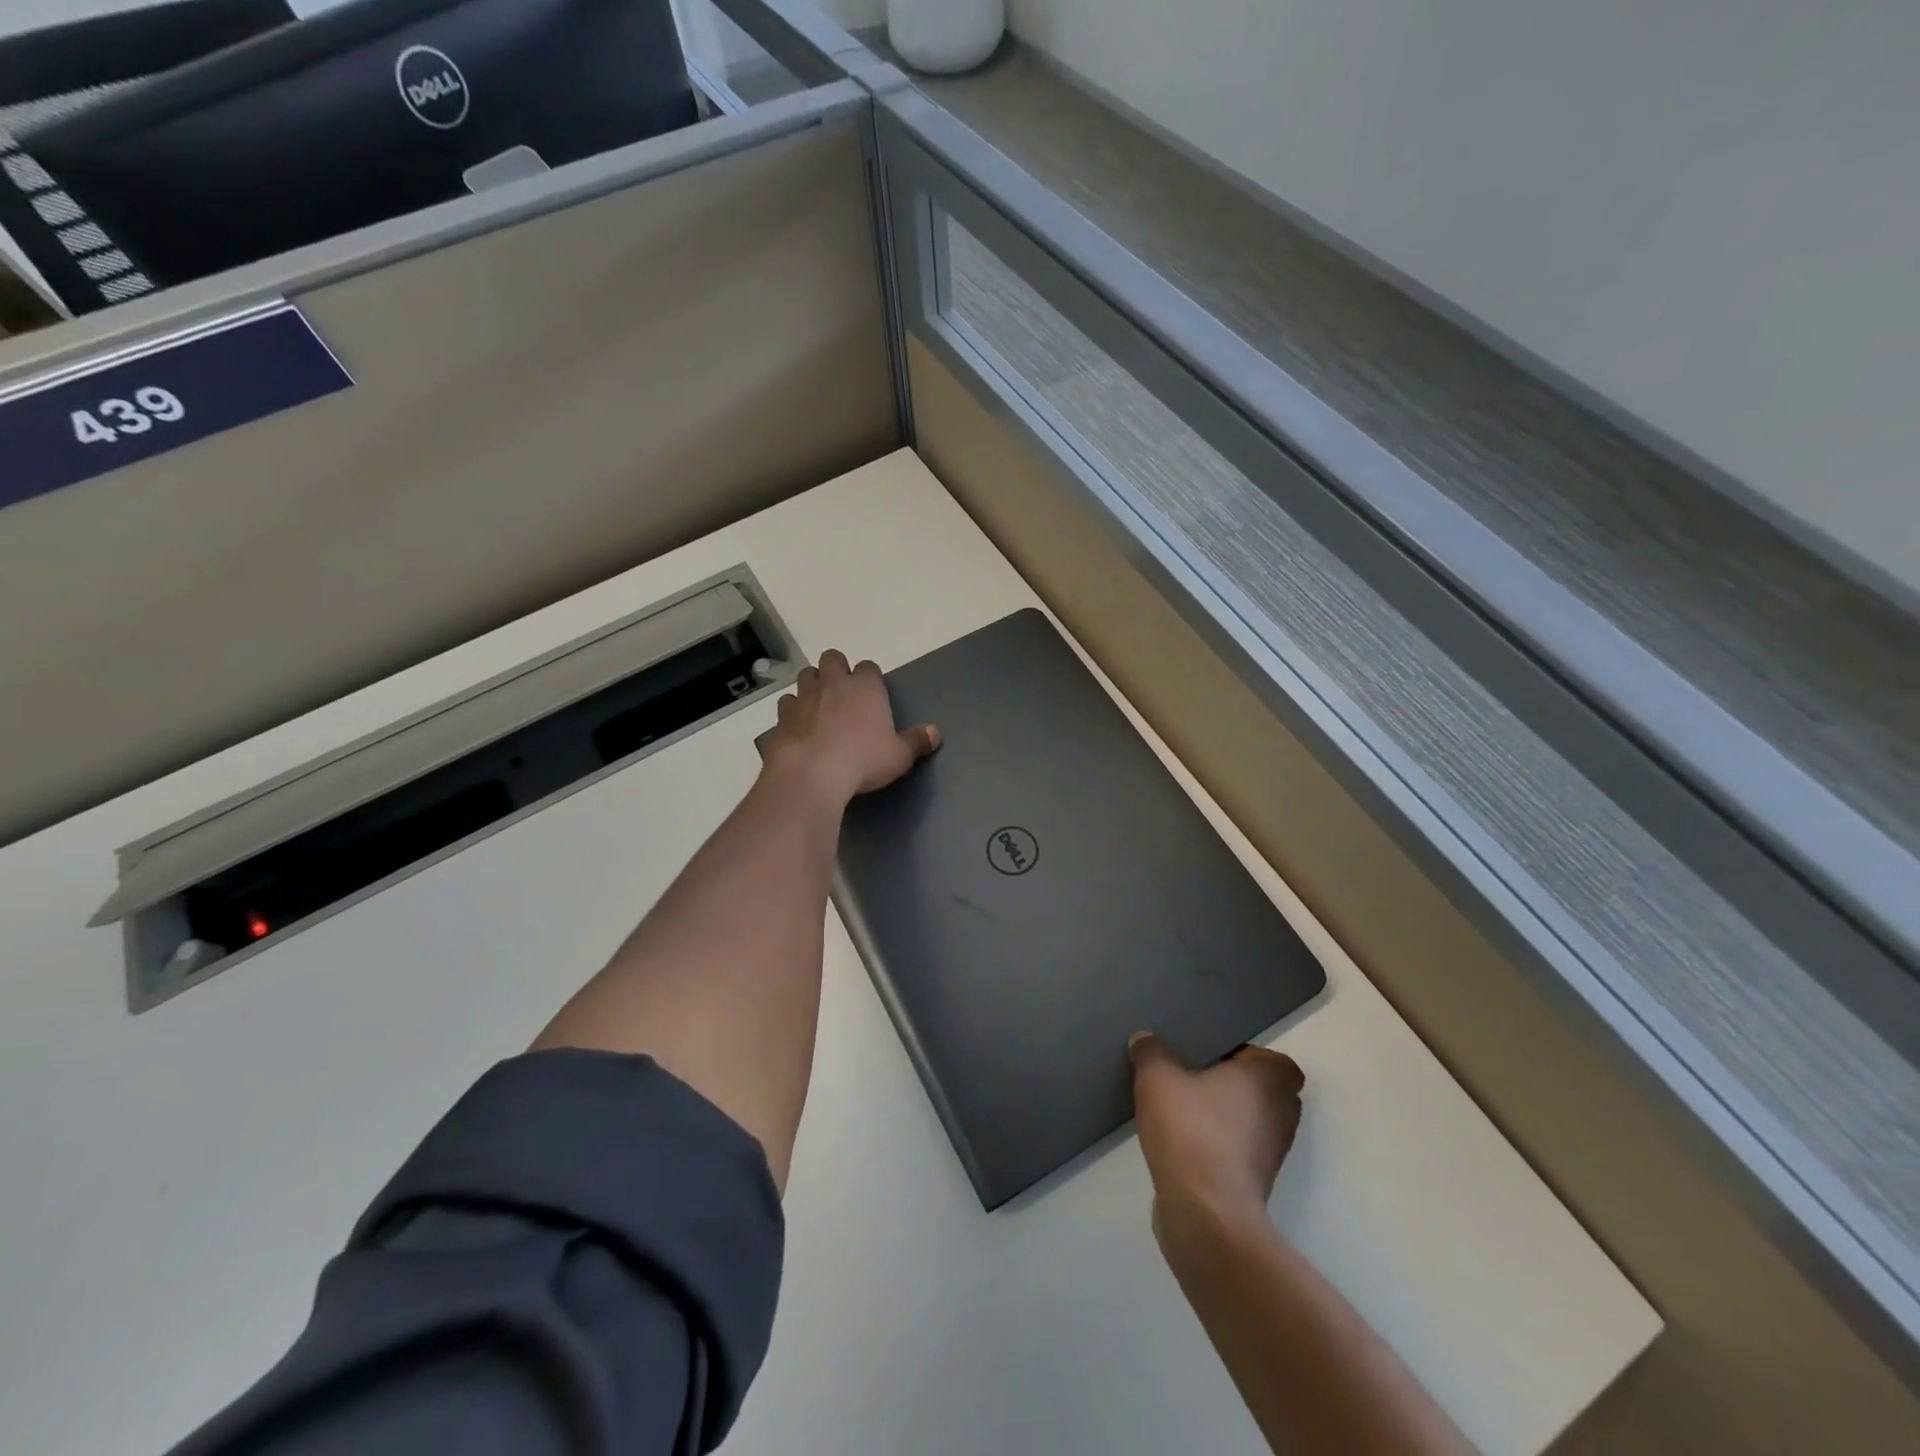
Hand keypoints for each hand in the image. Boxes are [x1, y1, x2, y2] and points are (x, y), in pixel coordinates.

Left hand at [761, 650, 940, 806]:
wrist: (813, 773)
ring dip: (812, 685)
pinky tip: (798, 727)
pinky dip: (792, 711)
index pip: (869, 667)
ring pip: (805, 676)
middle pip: (832, 659)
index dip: (870, 678)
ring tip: (819, 706)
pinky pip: (787, 704)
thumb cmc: (864, 760)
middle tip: (843, 693)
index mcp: (865, 687)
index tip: (872, 694)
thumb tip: (935, 733)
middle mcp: (833, 683)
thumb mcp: (899, 756)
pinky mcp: (782, 717)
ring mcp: (804, 697)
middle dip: (836, 669)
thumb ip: (917, 742)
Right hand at [1131, 1033, 1303, 1235]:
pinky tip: (1182, 1141)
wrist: (1206, 1215)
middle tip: (1195, 1076)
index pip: (1275, 1061)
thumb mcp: (1157, 1078)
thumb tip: (1145, 1039)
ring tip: (1183, 1108)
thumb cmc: (1191, 1131)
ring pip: (1251, 1123)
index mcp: (1268, 1080)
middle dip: (1234, 1085)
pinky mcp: (1255, 1184)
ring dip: (1225, 1116)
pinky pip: (1238, 1151)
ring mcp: (1272, 1154)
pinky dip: (1219, 1145)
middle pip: (1264, 1091)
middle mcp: (1280, 1114)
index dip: (1248, 1056)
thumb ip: (1151, 1052)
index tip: (1214, 1056)